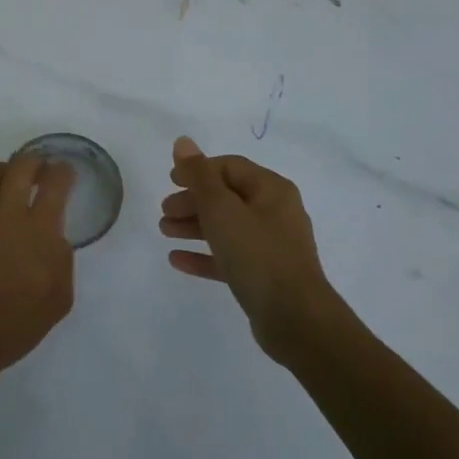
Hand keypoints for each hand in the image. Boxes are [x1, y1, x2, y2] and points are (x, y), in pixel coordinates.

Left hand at [0, 154, 76, 387]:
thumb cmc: (14, 325)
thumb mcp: (59, 298)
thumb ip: (62, 257)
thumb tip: (52, 234)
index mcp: (39, 229)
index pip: (57, 180)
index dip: (65, 172)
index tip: (66, 176)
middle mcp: (6, 210)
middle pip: (23, 163)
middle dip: (37, 163)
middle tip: (40, 176)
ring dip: (8, 176)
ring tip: (11, 190)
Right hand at [160, 136, 344, 357]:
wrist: (295, 317)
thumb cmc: (257, 254)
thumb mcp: (221, 209)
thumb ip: (199, 175)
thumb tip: (183, 141)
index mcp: (271, 190)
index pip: (229, 167)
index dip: (198, 170)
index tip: (170, 181)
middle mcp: (275, 212)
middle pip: (226, 197)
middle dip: (192, 201)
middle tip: (164, 212)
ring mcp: (271, 245)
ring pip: (226, 227)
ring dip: (194, 226)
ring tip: (165, 232)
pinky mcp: (264, 275)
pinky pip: (229, 257)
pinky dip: (204, 255)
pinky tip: (177, 260)